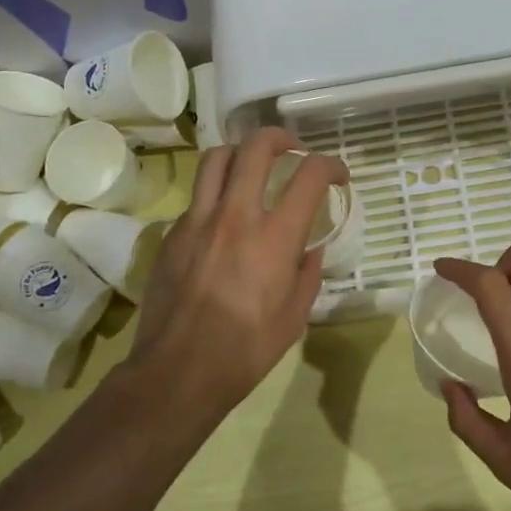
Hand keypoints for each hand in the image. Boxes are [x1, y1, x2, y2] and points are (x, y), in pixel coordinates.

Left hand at [128, 129, 346, 412]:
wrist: (178, 372)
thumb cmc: (245, 351)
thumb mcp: (294, 317)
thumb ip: (307, 275)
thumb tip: (309, 250)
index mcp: (274, 238)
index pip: (309, 176)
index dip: (331, 165)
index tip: (338, 174)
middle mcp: (236, 216)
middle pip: (256, 147)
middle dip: (281, 138)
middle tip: (293, 151)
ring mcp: (198, 221)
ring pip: (216, 158)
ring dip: (241, 153)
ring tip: (252, 167)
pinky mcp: (172, 234)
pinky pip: (197, 196)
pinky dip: (216, 192)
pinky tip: (223, 217)